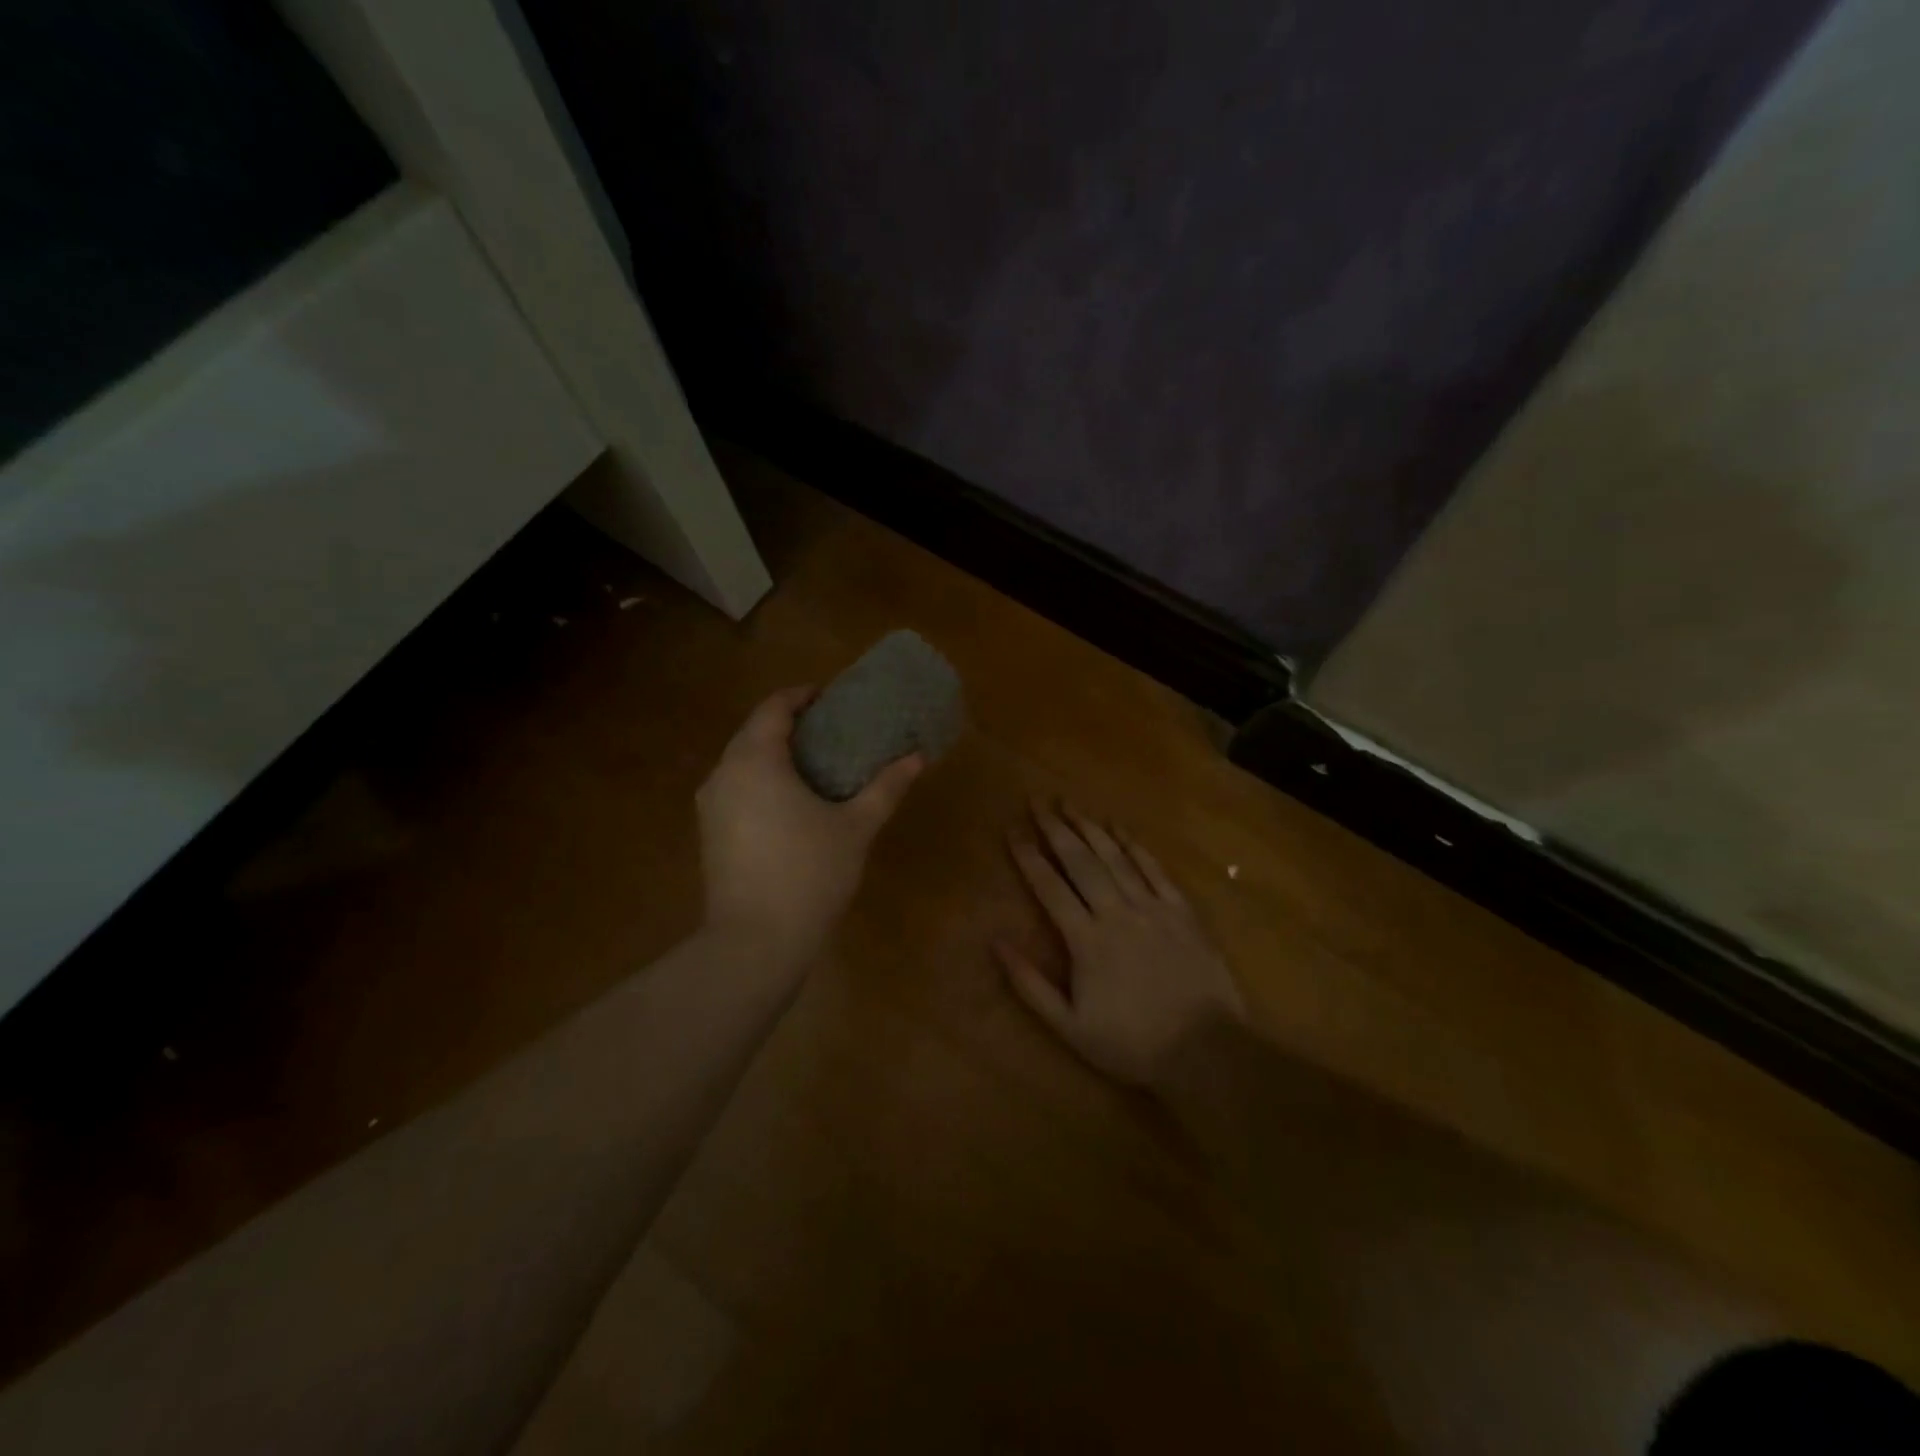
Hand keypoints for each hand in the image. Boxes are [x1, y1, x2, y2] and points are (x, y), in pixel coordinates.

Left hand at [697, 686, 922, 967]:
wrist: (755, 942)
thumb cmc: (809, 873)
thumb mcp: (856, 827)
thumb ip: (886, 787)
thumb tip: (917, 757)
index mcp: (755, 759)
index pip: (774, 707)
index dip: (802, 696)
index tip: (831, 698)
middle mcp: (724, 773)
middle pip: (754, 731)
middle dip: (790, 725)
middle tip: (831, 731)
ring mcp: (710, 805)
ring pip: (742, 762)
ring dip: (774, 754)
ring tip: (815, 766)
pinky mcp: (708, 834)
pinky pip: (736, 789)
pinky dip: (761, 782)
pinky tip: (791, 804)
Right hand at [997, 801, 1245, 1085]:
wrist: (1206, 1052)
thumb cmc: (1131, 1044)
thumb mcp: (1069, 1026)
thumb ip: (1029, 983)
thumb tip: (995, 942)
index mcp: (1086, 940)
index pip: (1049, 887)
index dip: (1028, 857)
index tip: (1012, 830)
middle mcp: (1116, 912)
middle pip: (1081, 862)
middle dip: (1056, 829)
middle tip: (1037, 801)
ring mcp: (1152, 908)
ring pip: (1115, 857)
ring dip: (1090, 828)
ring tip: (1070, 804)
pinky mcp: (1182, 911)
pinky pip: (1154, 870)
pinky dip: (1135, 846)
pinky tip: (1120, 828)